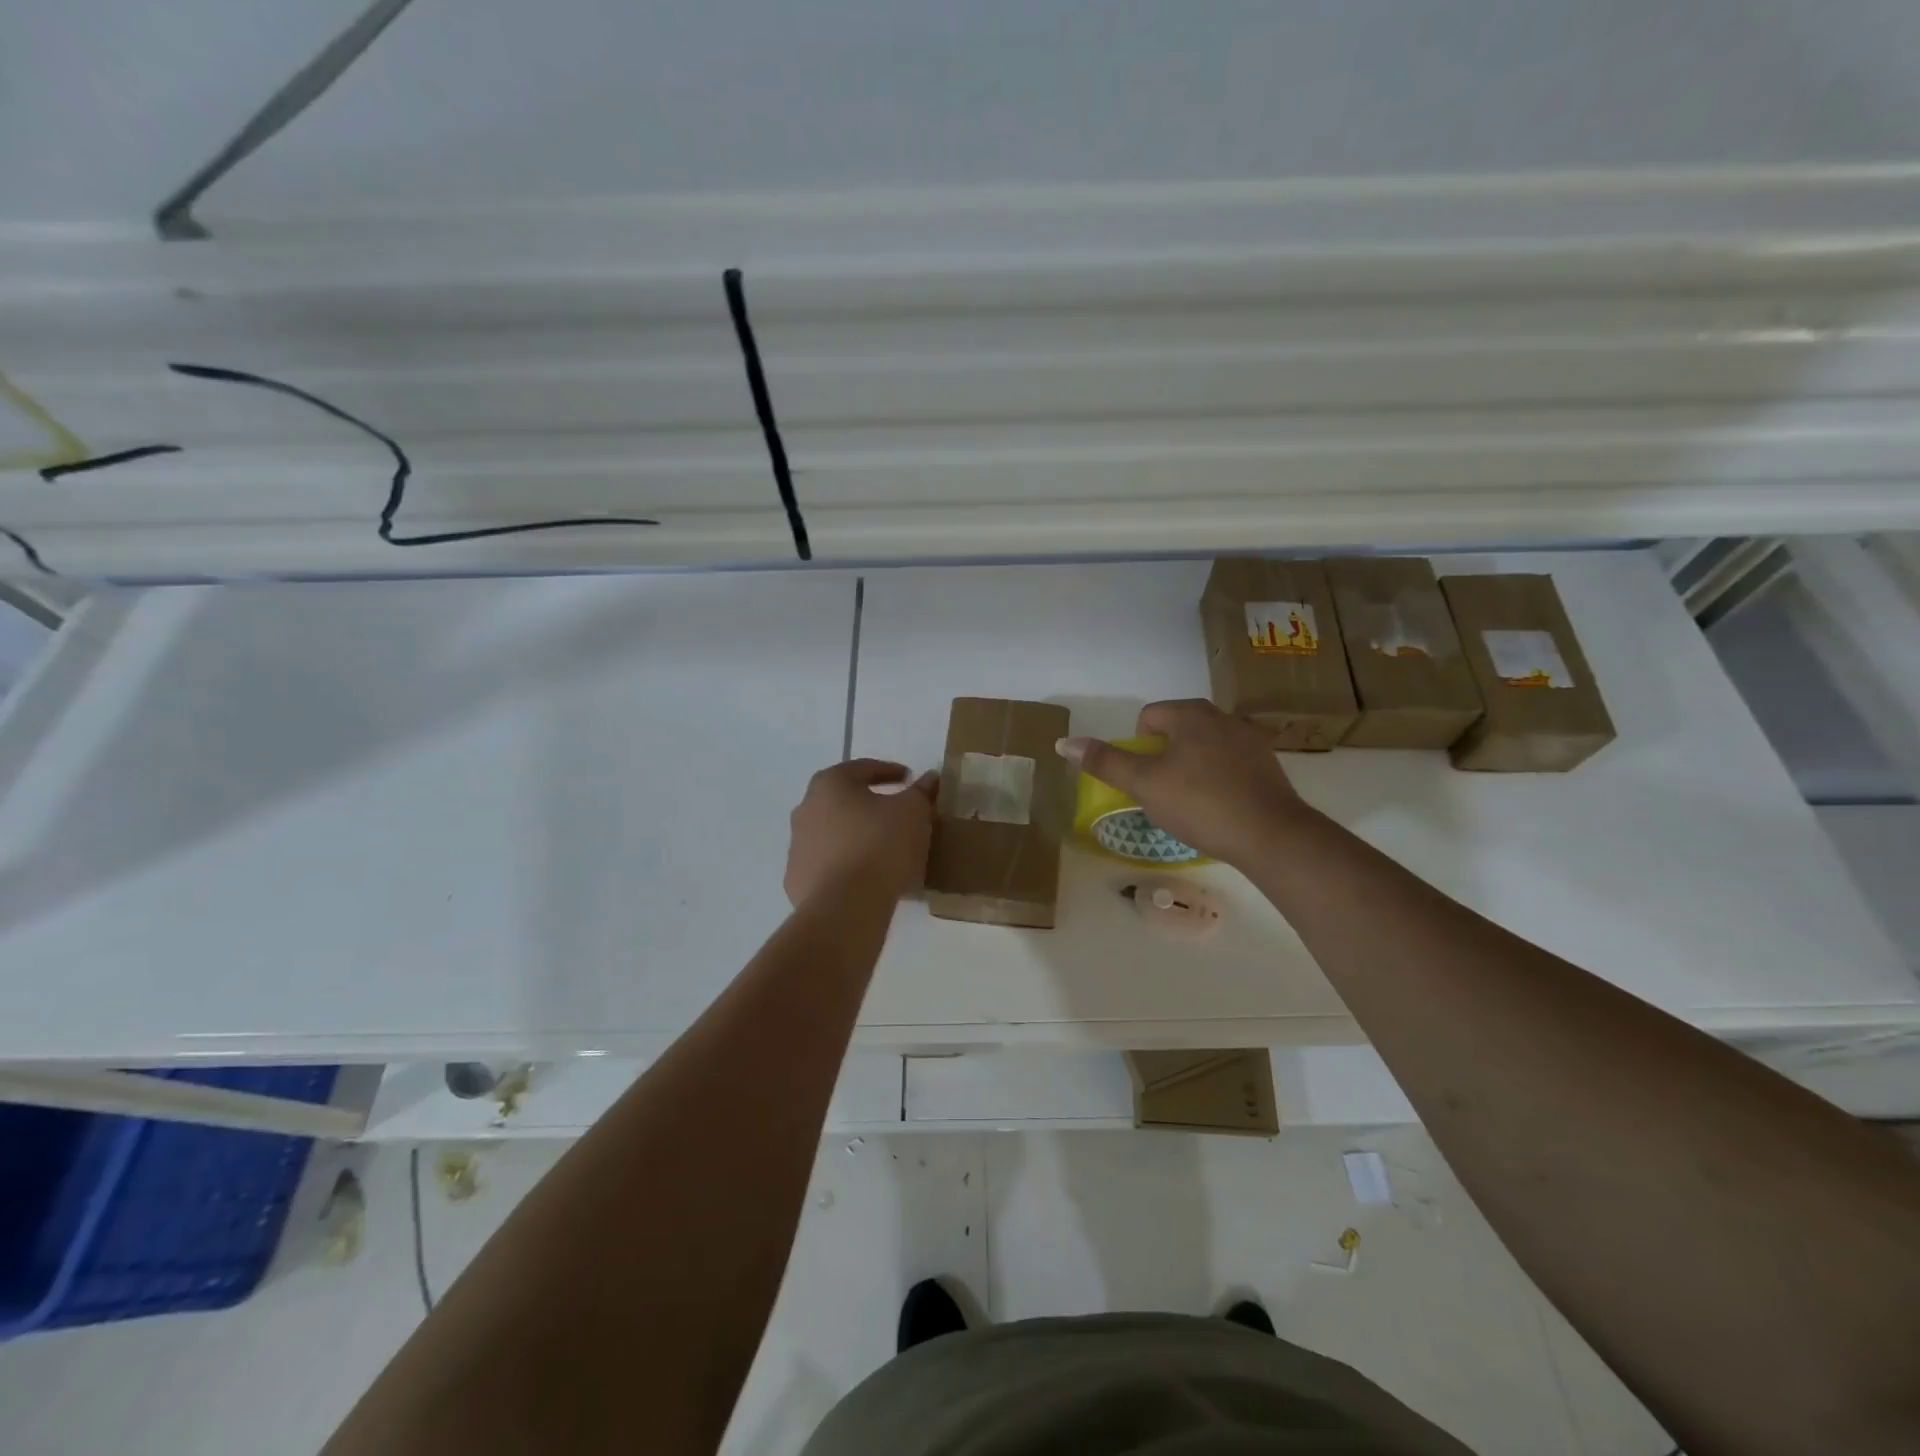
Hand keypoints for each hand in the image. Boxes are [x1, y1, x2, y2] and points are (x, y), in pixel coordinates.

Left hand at [785, 759, 938, 907]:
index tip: (909, 778)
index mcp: (830, 784)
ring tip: (883, 848)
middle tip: (894, 812)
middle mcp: (806, 808)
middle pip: (843, 800)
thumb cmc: (881, 845)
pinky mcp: (797, 879)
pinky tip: (865, 876)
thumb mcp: (913, 812)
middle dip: (868, 803)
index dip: (890, 771)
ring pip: (832, 833)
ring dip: (855, 835)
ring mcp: (797, 846)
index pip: (863, 768)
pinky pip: (827, 864)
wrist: (846, 905)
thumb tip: (929, 778)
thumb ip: (921, 792)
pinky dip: (845, 865)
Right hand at [1057, 699, 1306, 866]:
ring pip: (1204, 747)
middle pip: (1177, 730)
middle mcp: (1223, 717)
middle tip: (1163, 792)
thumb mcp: (1144, 784)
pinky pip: (1229, 764)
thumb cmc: (1200, 803)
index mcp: (1192, 714)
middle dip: (1164, 757)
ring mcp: (1250, 740)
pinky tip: (1219, 807)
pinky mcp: (1268, 765)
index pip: (1149, 717)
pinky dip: (1218, 779)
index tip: (1145, 779)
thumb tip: (1064, 742)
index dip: (1137, 748)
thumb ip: (1105, 762)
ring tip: (1192, 802)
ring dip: (1191, 767)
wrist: (1271, 835)